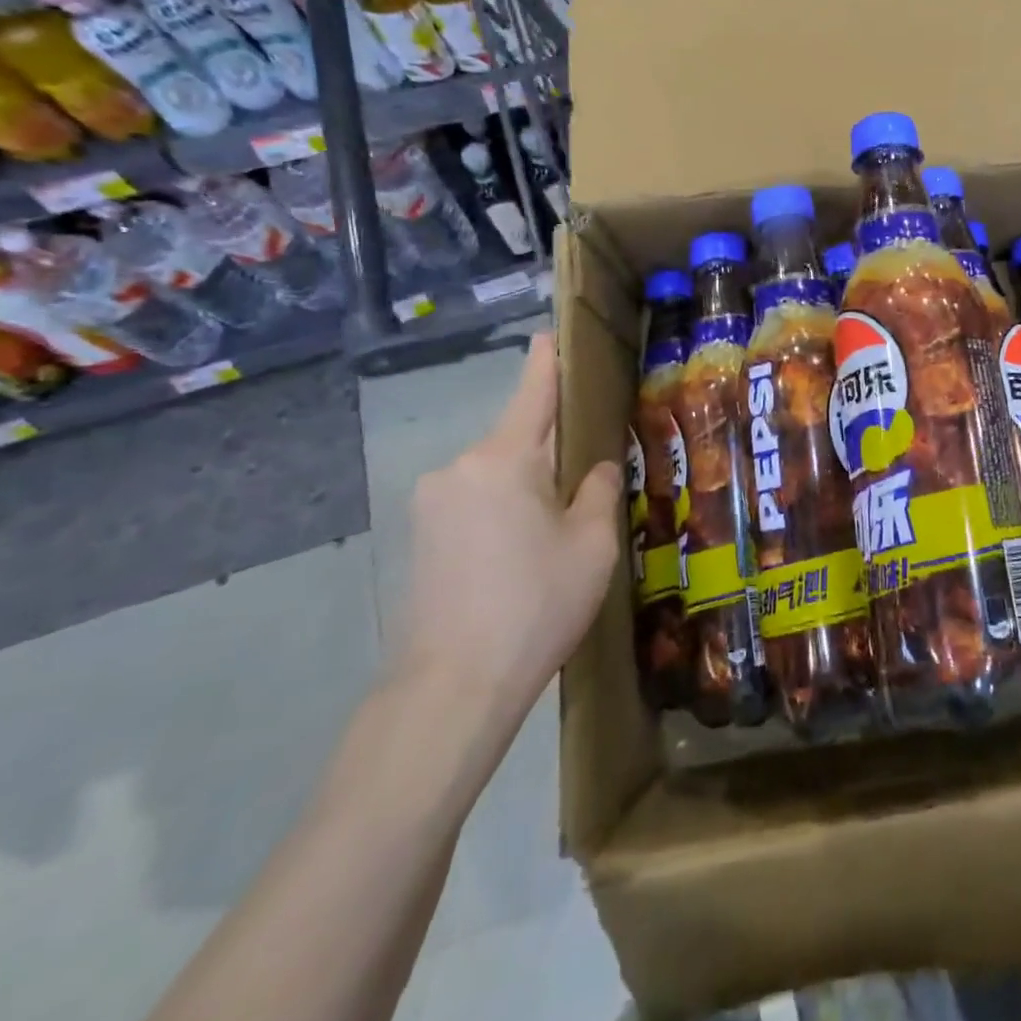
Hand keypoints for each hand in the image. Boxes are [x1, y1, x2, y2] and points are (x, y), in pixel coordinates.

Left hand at [400, 333, 621, 734]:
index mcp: (504, 458)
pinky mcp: (420, 536)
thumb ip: (600, 490)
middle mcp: (459, 467)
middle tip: (591, 477)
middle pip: (518, 438)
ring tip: (559, 529)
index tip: (553, 333)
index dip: (547, 359)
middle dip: (552, 448)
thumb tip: (598, 467)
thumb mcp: (592, 544)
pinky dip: (504, 509)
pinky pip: (475, 501)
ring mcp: (432, 502)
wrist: (453, 687)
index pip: (533, 390)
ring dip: (528, 485)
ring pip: (497, 474)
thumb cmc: (536, 604)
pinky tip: (524, 552)